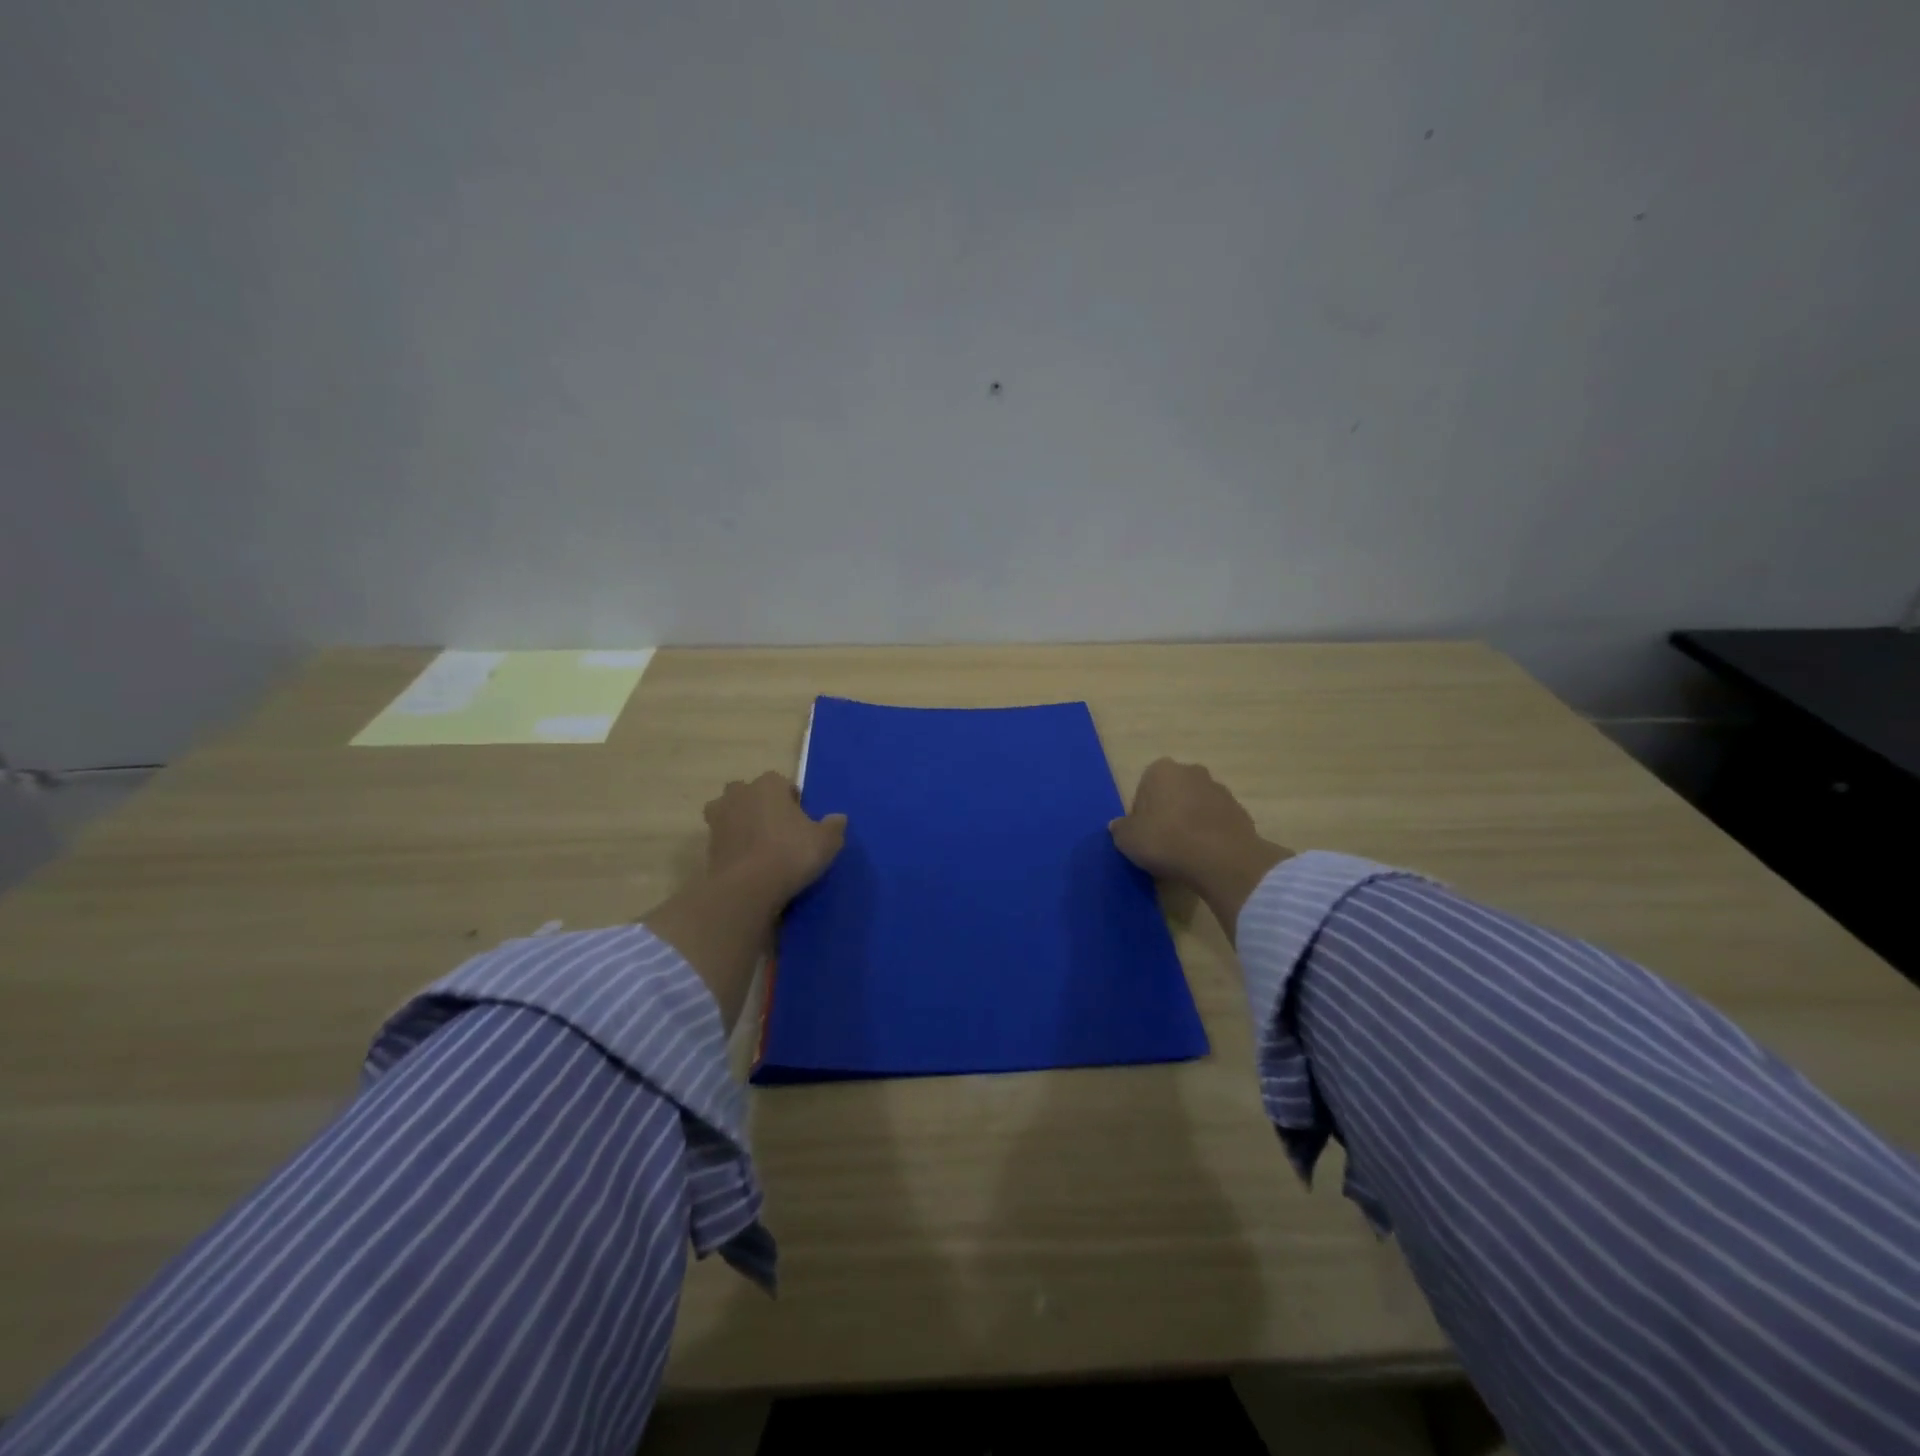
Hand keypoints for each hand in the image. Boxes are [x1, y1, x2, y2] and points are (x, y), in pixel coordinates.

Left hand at [703, 772, 847, 904]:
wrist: (746, 888)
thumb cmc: (790, 854)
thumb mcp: (826, 842)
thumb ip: (834, 826)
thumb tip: (838, 818)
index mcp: (769, 784)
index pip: (782, 783)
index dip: (792, 800)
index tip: (801, 821)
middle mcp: (740, 793)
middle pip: (751, 793)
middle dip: (761, 805)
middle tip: (778, 830)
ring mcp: (719, 818)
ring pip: (731, 812)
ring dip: (741, 823)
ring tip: (759, 846)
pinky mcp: (707, 844)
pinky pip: (724, 838)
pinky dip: (733, 846)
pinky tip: (748, 863)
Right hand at [1110, 759, 1290, 940]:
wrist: (1220, 859)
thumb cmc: (1165, 840)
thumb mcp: (1127, 839)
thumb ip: (1120, 829)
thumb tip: (1120, 826)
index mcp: (1161, 770)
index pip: (1144, 788)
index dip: (1141, 813)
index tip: (1144, 834)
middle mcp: (1192, 771)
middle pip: (1172, 793)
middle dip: (1168, 812)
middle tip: (1162, 842)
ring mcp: (1220, 790)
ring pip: (1196, 806)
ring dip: (1191, 822)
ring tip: (1185, 853)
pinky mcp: (1241, 811)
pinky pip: (1216, 822)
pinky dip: (1210, 834)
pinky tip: (1204, 855)